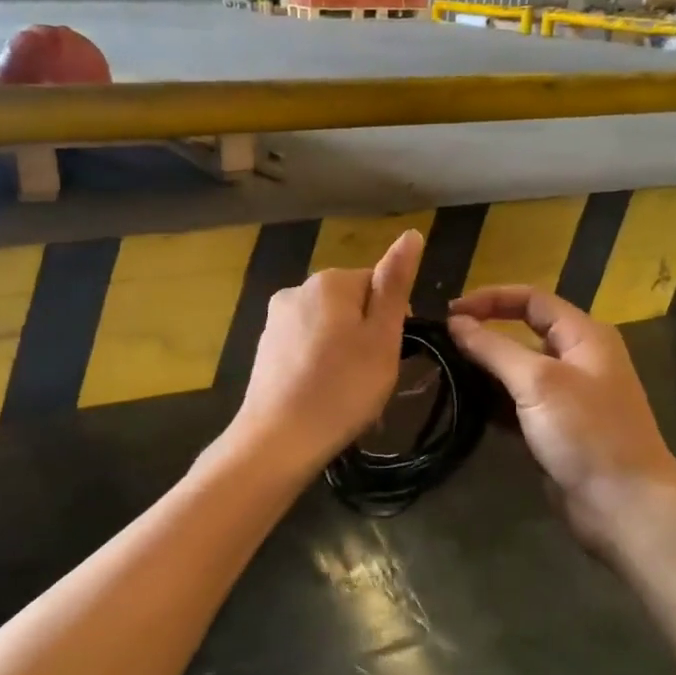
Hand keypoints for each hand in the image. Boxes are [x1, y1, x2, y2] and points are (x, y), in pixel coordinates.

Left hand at [229, 229, 423, 476]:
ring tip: (349, 391)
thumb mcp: (382, 336)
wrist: (278, 440)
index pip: (378, 283)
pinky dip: (320, 363)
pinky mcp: (264, 347)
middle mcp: (298, 289)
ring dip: (344, 350)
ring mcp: (276, 319)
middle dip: (366, 333)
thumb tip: (411, 234)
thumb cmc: (343, 388)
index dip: (393, 318)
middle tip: (374, 375)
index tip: (392, 353)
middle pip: (351, 303)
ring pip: (328, 326)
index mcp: (330, 281)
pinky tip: (324, 393)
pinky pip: (306, 345)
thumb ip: (395, 284)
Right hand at [448, 286, 675, 552]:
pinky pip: (519, 403)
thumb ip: (494, 348)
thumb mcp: (538, 382)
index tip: (450, 312)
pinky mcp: (556, 429)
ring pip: (518, 370)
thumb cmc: (586, 433)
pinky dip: (494, 402)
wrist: (625, 507)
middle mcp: (578, 358)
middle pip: (524, 332)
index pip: (531, 299)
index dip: (490, 298)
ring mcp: (568, 396)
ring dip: (486, 370)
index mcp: (584, 335)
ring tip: (445, 371)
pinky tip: (465, 406)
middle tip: (442, 343)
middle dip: (484, 333)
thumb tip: (456, 321)